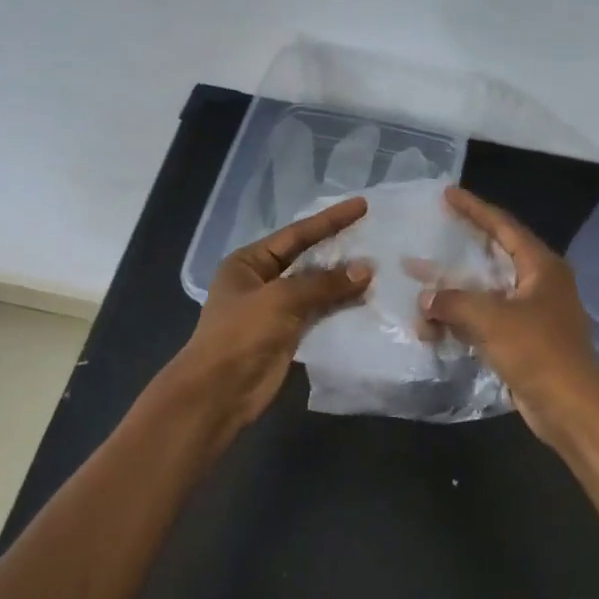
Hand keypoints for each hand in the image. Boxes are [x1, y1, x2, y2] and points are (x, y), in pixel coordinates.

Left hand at [167, 196, 372, 431]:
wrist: (219, 393)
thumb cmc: (240, 335)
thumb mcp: (280, 300)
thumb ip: (324, 283)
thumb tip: (366, 270)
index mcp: (249, 262)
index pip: (296, 234)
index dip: (330, 220)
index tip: (362, 206)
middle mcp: (262, 280)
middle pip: (307, 258)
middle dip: (339, 249)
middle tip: (375, 235)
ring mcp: (275, 308)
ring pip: (317, 287)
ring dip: (343, 280)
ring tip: (379, 267)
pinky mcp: (289, 333)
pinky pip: (320, 312)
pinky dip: (341, 305)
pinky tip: (366, 299)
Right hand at [421, 187, 598, 445]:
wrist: (572, 408)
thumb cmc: (538, 352)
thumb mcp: (492, 320)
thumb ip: (454, 302)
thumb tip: (426, 299)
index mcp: (541, 265)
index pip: (503, 225)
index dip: (474, 208)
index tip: (447, 193)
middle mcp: (538, 283)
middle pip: (493, 256)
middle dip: (459, 250)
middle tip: (430, 234)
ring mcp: (532, 313)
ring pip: (486, 292)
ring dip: (454, 293)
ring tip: (419, 288)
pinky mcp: (523, 340)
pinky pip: (486, 320)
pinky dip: (462, 321)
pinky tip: (434, 327)